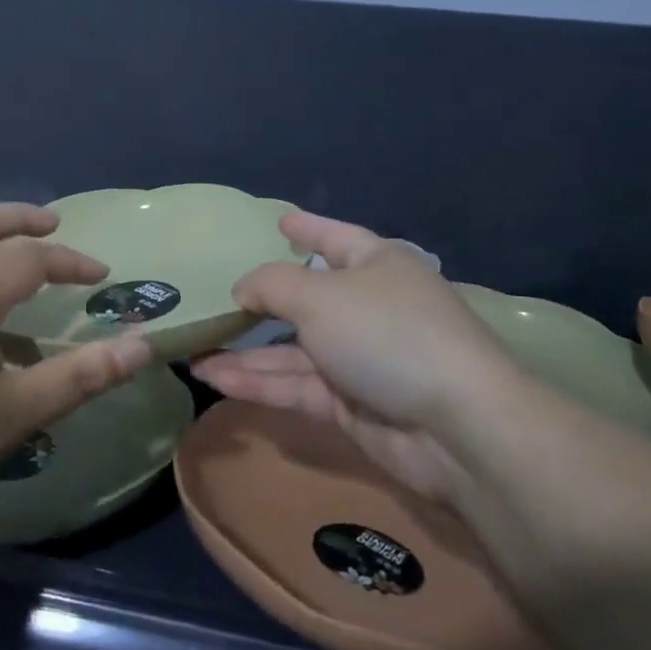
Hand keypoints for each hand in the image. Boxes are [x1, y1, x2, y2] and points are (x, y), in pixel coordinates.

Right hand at [190, 211, 516, 503]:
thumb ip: (272, 285)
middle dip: (260, 303)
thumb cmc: (387, 334)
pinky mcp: (351, 405)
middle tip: (215, 302)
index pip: (335, 237)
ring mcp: (360, 359)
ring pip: (293, 351)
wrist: (456, 428)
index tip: (279, 222)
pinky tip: (216, 379)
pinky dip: (259, 383)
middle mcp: (368, 307)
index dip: (307, 227)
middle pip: (306, 299)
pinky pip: (297, 386)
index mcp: (376, 265)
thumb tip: (243, 288)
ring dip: (246, 353)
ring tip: (193, 353)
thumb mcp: (320, 296)